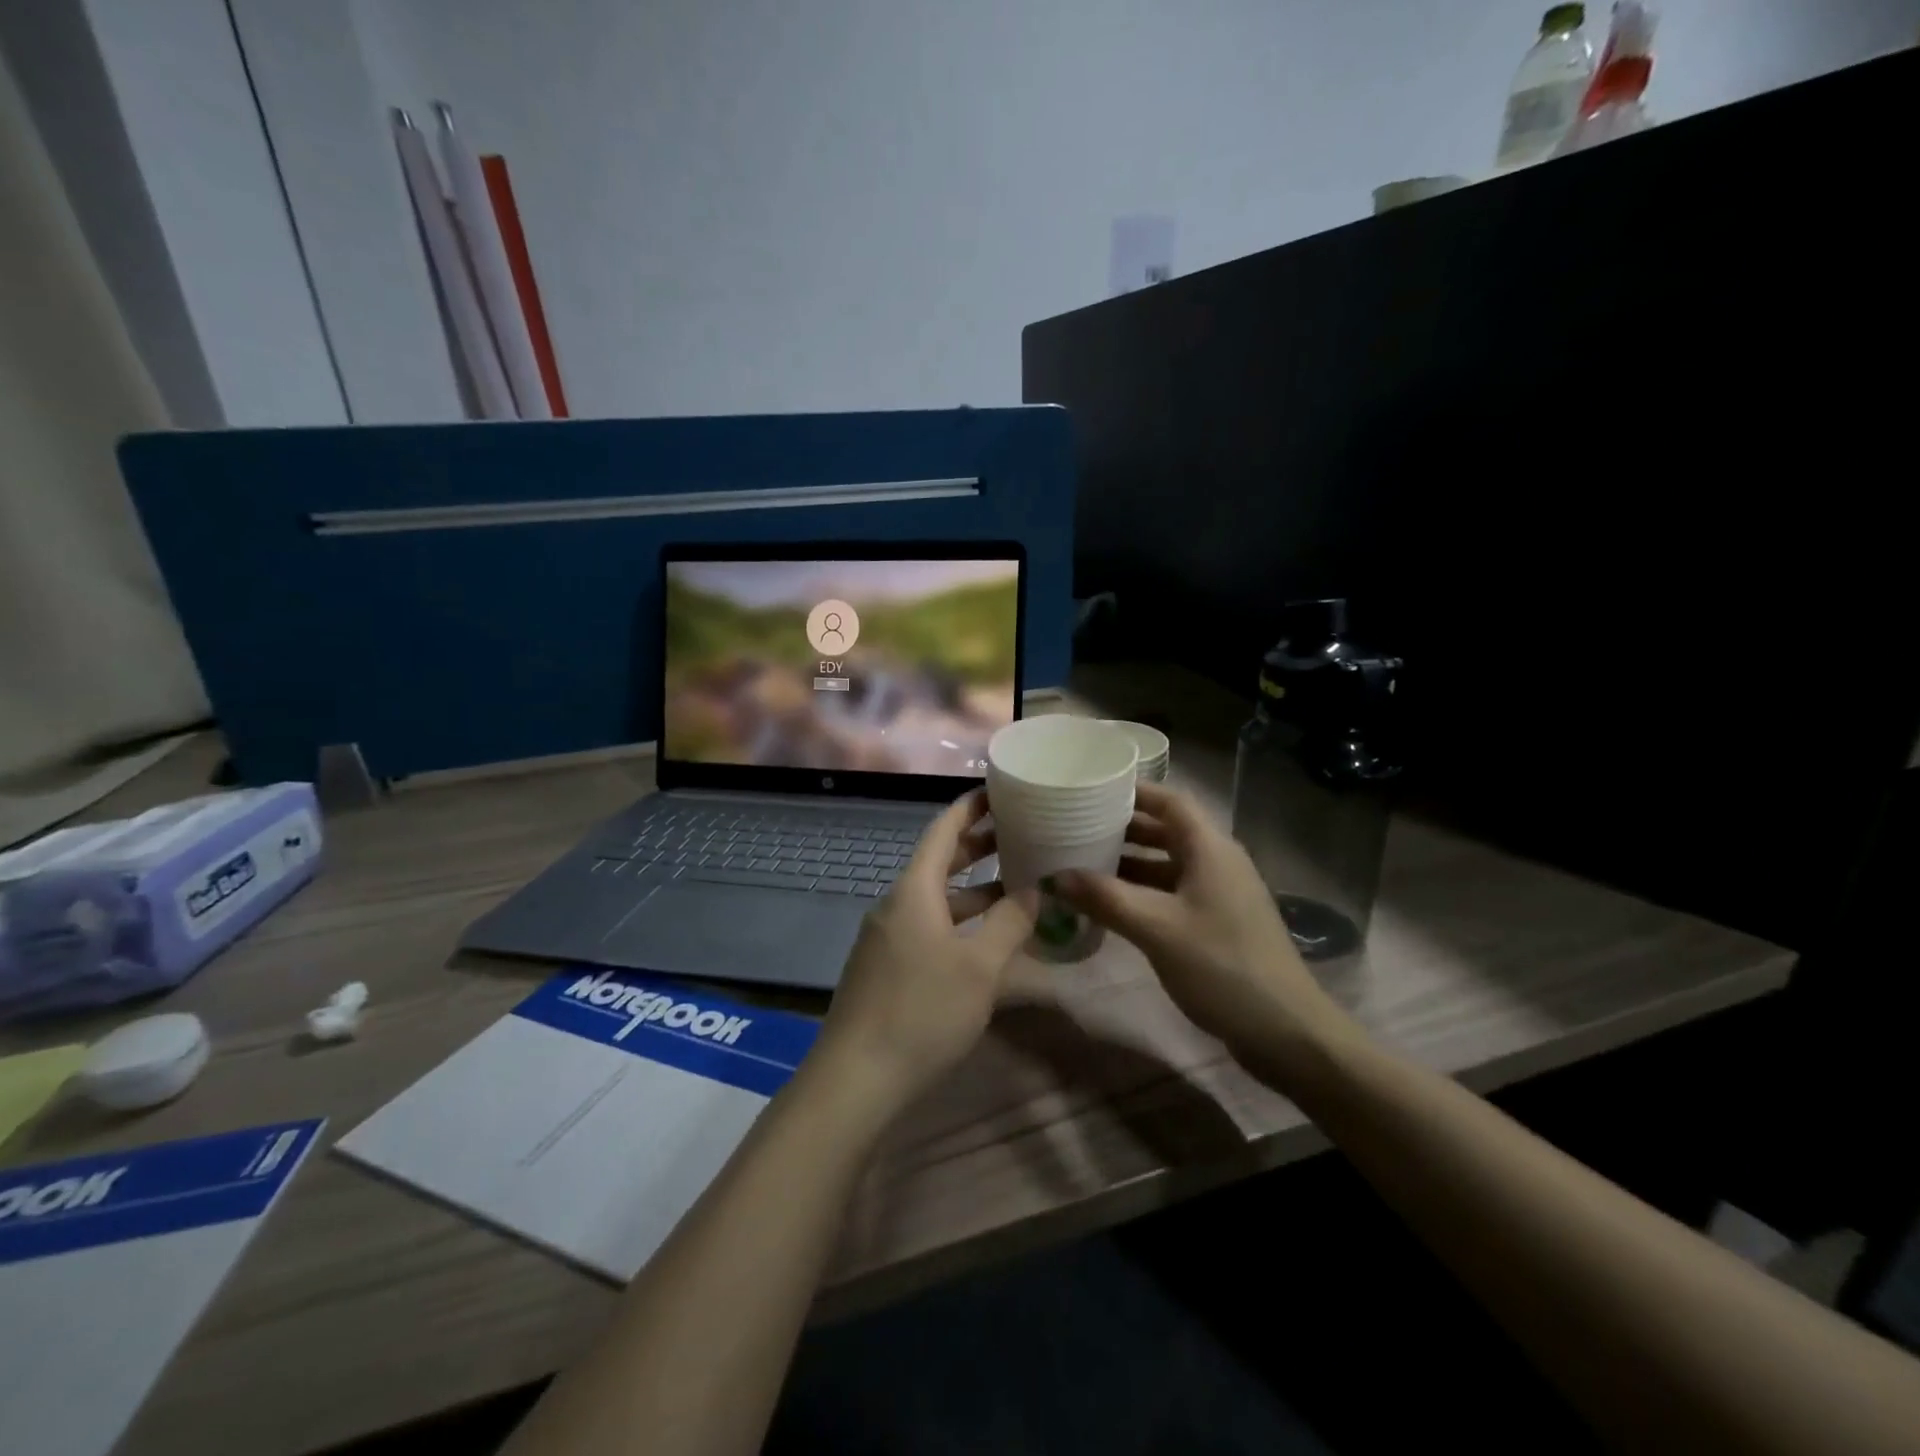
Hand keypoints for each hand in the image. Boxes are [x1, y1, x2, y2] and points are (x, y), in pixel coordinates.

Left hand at [813, 791, 1035, 1109]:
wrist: (856, 1079)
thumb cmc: (922, 1012)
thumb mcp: (979, 968)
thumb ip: (1010, 923)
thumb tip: (1035, 888)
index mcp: (913, 891)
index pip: (942, 830)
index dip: (970, 807)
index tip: (999, 790)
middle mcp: (896, 905)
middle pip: (938, 861)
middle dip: (977, 845)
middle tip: (1019, 832)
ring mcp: (887, 938)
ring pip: (935, 898)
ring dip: (972, 889)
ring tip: (1015, 883)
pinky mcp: (886, 968)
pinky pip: (928, 926)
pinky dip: (959, 920)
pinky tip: (986, 939)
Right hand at [1053, 783, 1353, 1086]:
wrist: (1285, 1031)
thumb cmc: (1221, 966)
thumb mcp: (1157, 929)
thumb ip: (1105, 898)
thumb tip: (1055, 876)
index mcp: (1210, 849)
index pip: (1170, 801)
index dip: (1133, 791)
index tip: (1091, 790)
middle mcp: (1216, 862)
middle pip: (1166, 831)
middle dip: (1122, 829)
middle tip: (1076, 828)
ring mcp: (1219, 894)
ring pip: (1167, 865)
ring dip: (1129, 864)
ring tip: (1083, 864)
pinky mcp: (1217, 923)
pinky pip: (1173, 893)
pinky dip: (1142, 893)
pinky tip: (1111, 907)